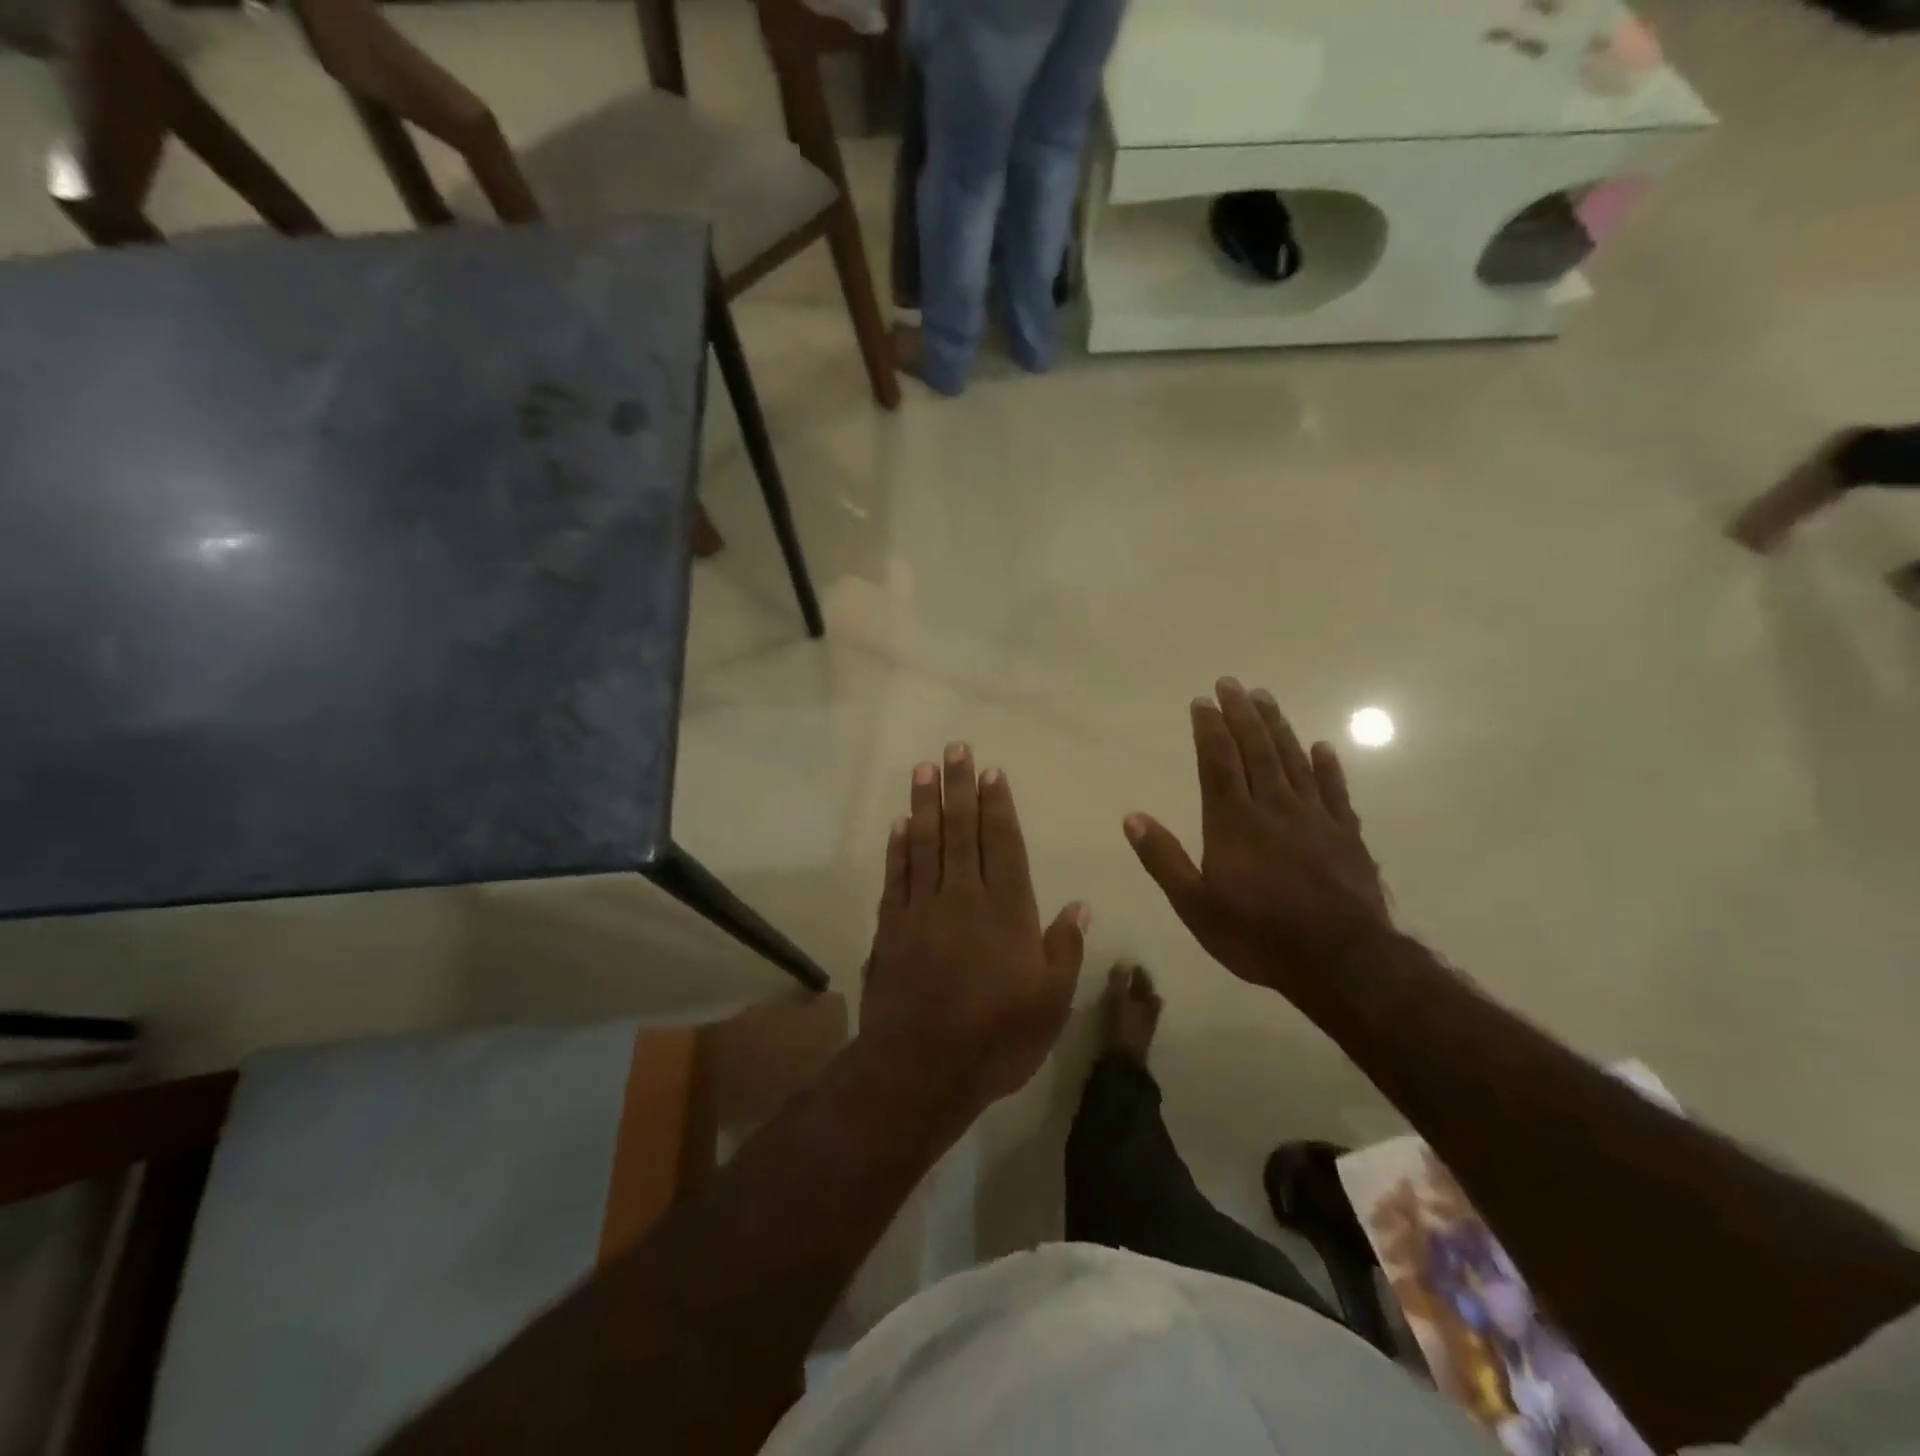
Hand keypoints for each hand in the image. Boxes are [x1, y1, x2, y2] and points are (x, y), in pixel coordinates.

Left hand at [861, 744, 1088, 1115]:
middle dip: (960, 787)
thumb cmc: (997, 1039)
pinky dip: (898, 847)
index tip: (992, 771)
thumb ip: (1065, 949)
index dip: (998, 805)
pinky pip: (896, 875)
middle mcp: (964, 897)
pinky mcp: (891, 926)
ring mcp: (923, 909)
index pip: (1003, 844)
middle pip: (962, 831)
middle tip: (956, 748)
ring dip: (926, 804)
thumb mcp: (1051, 1003)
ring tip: (924, 768)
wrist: (921, 1068)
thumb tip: (1081, 905)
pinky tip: (900, 823)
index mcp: (1007, 911)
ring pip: (926, 843)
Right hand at [1124, 679, 1391, 995]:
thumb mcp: (1195, 906)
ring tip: (1266, 698)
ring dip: (1278, 727)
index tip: (1202, 701)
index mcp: (1233, 822)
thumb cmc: (1258, 934)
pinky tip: (1323, 746)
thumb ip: (1164, 859)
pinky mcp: (1347, 835)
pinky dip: (1328, 766)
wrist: (1341, 961)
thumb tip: (1132, 817)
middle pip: (1257, 750)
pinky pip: (1336, 791)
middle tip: (1232, 683)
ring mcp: (1314, 818)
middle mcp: (1273, 808)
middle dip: (1242, 714)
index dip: (1209, 729)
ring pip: (1294, 760)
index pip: (1218, 762)